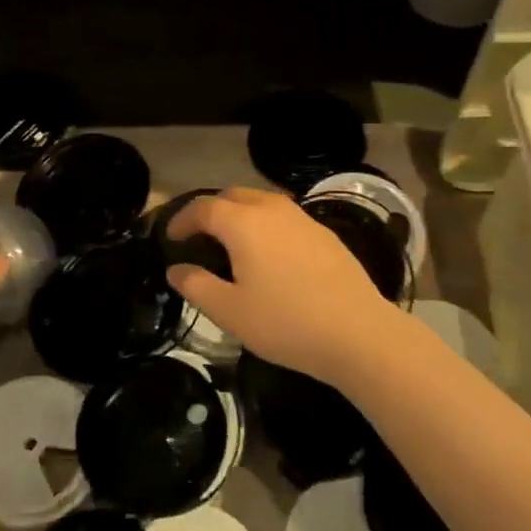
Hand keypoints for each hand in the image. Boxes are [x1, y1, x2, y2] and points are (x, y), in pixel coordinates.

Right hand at [166, 187, 402, 387]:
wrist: (359, 333)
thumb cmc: (286, 322)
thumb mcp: (230, 311)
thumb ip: (196, 285)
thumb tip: (176, 269)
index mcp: (243, 223)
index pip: (203, 207)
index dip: (182, 219)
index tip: (170, 237)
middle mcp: (272, 209)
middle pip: (232, 196)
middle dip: (211, 211)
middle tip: (200, 237)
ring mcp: (302, 219)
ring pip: (262, 203)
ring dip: (240, 216)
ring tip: (233, 245)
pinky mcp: (325, 234)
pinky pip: (284, 218)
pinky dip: (266, 226)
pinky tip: (271, 256)